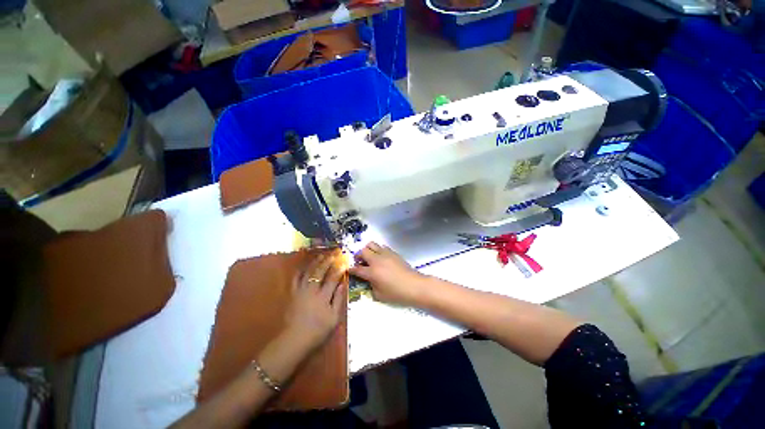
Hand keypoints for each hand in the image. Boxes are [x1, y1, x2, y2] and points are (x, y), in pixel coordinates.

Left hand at [285, 253, 345, 349]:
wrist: (295, 339)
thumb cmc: (318, 330)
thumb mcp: (333, 318)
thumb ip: (338, 299)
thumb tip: (342, 284)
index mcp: (323, 296)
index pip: (332, 278)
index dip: (338, 269)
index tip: (343, 262)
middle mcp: (312, 290)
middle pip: (320, 272)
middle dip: (327, 261)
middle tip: (333, 254)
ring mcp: (301, 291)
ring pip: (308, 272)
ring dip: (315, 263)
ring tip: (321, 256)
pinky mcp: (292, 294)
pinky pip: (296, 279)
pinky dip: (301, 271)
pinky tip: (304, 267)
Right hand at [349, 242, 428, 306]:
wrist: (415, 285)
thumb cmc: (397, 293)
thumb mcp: (379, 295)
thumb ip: (371, 286)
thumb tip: (369, 280)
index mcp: (372, 272)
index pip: (357, 269)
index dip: (351, 269)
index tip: (349, 269)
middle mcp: (377, 260)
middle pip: (363, 251)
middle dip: (358, 256)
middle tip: (360, 262)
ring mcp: (386, 254)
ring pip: (372, 244)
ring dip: (368, 250)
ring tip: (370, 257)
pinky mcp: (393, 253)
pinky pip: (382, 247)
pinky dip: (378, 250)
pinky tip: (381, 258)